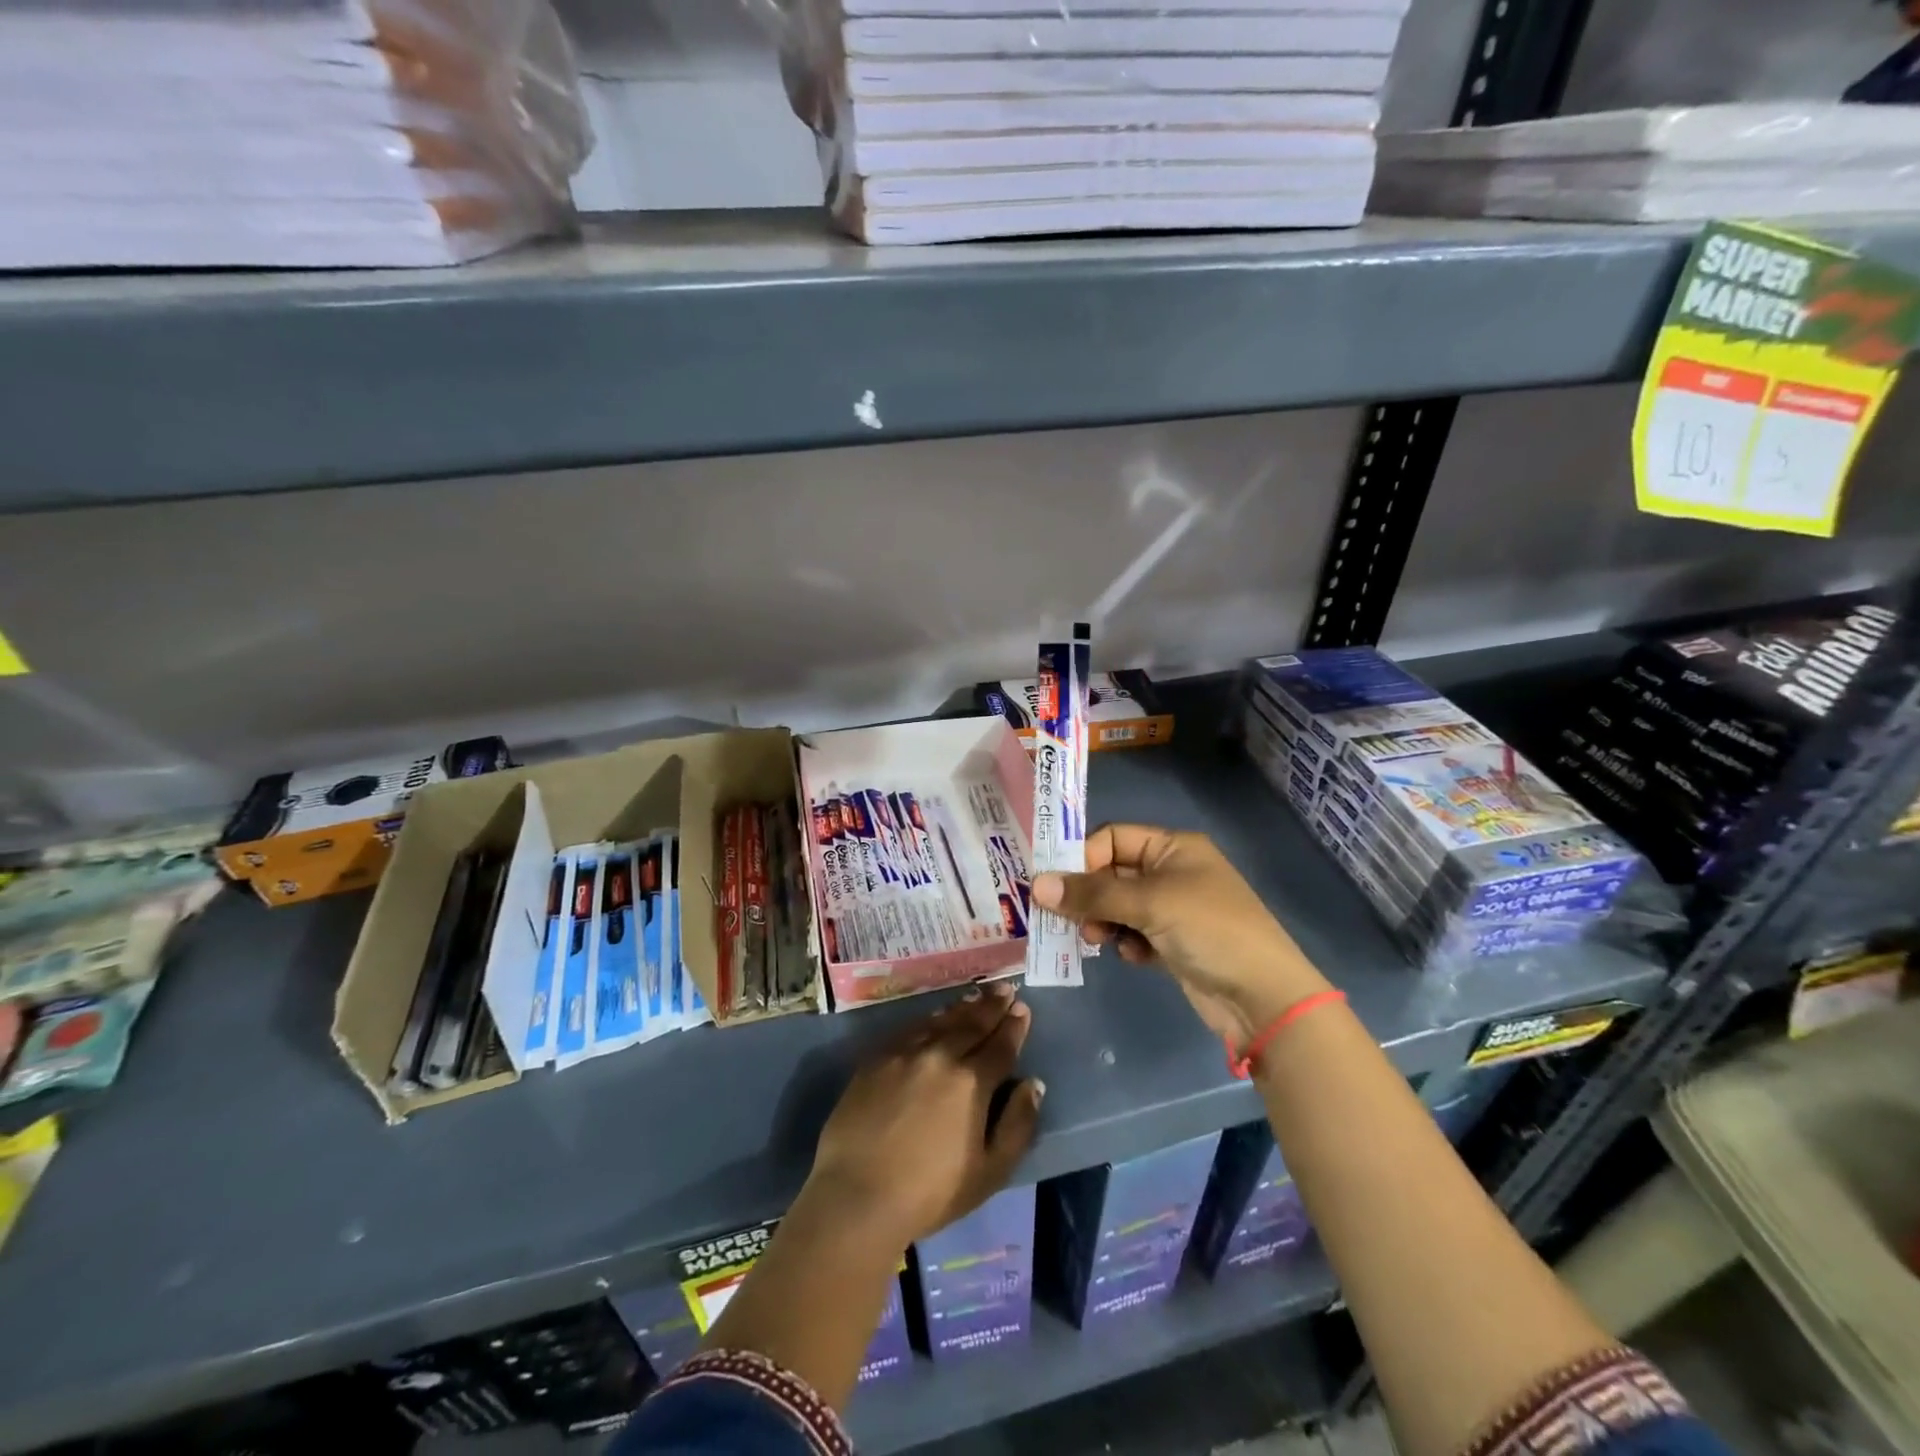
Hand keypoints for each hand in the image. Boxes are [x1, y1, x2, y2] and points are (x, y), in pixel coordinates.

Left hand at [806, 983, 1043, 1248]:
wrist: (857, 1195)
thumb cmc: (930, 1193)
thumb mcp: (989, 1172)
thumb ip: (1017, 1125)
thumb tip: (1033, 1084)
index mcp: (971, 1082)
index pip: (1000, 1045)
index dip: (1014, 1026)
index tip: (1022, 1008)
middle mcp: (940, 1055)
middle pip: (972, 1024)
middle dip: (992, 1006)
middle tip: (1005, 989)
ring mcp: (905, 1053)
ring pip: (941, 1021)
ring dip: (963, 1007)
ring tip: (978, 995)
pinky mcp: (876, 1058)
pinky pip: (911, 1029)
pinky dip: (930, 1019)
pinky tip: (937, 1016)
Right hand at [1031, 824, 1329, 1046]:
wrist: (1263, 997)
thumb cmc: (1209, 930)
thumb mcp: (1150, 903)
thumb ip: (1092, 894)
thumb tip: (1036, 885)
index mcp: (1173, 847)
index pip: (1113, 838)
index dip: (1083, 858)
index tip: (1057, 886)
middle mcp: (1172, 872)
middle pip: (1112, 873)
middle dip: (1088, 894)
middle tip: (1067, 918)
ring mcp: (1173, 909)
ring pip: (1119, 906)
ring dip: (1102, 920)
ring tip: (1094, 939)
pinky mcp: (1173, 943)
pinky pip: (1133, 933)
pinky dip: (1125, 942)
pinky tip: (1132, 956)